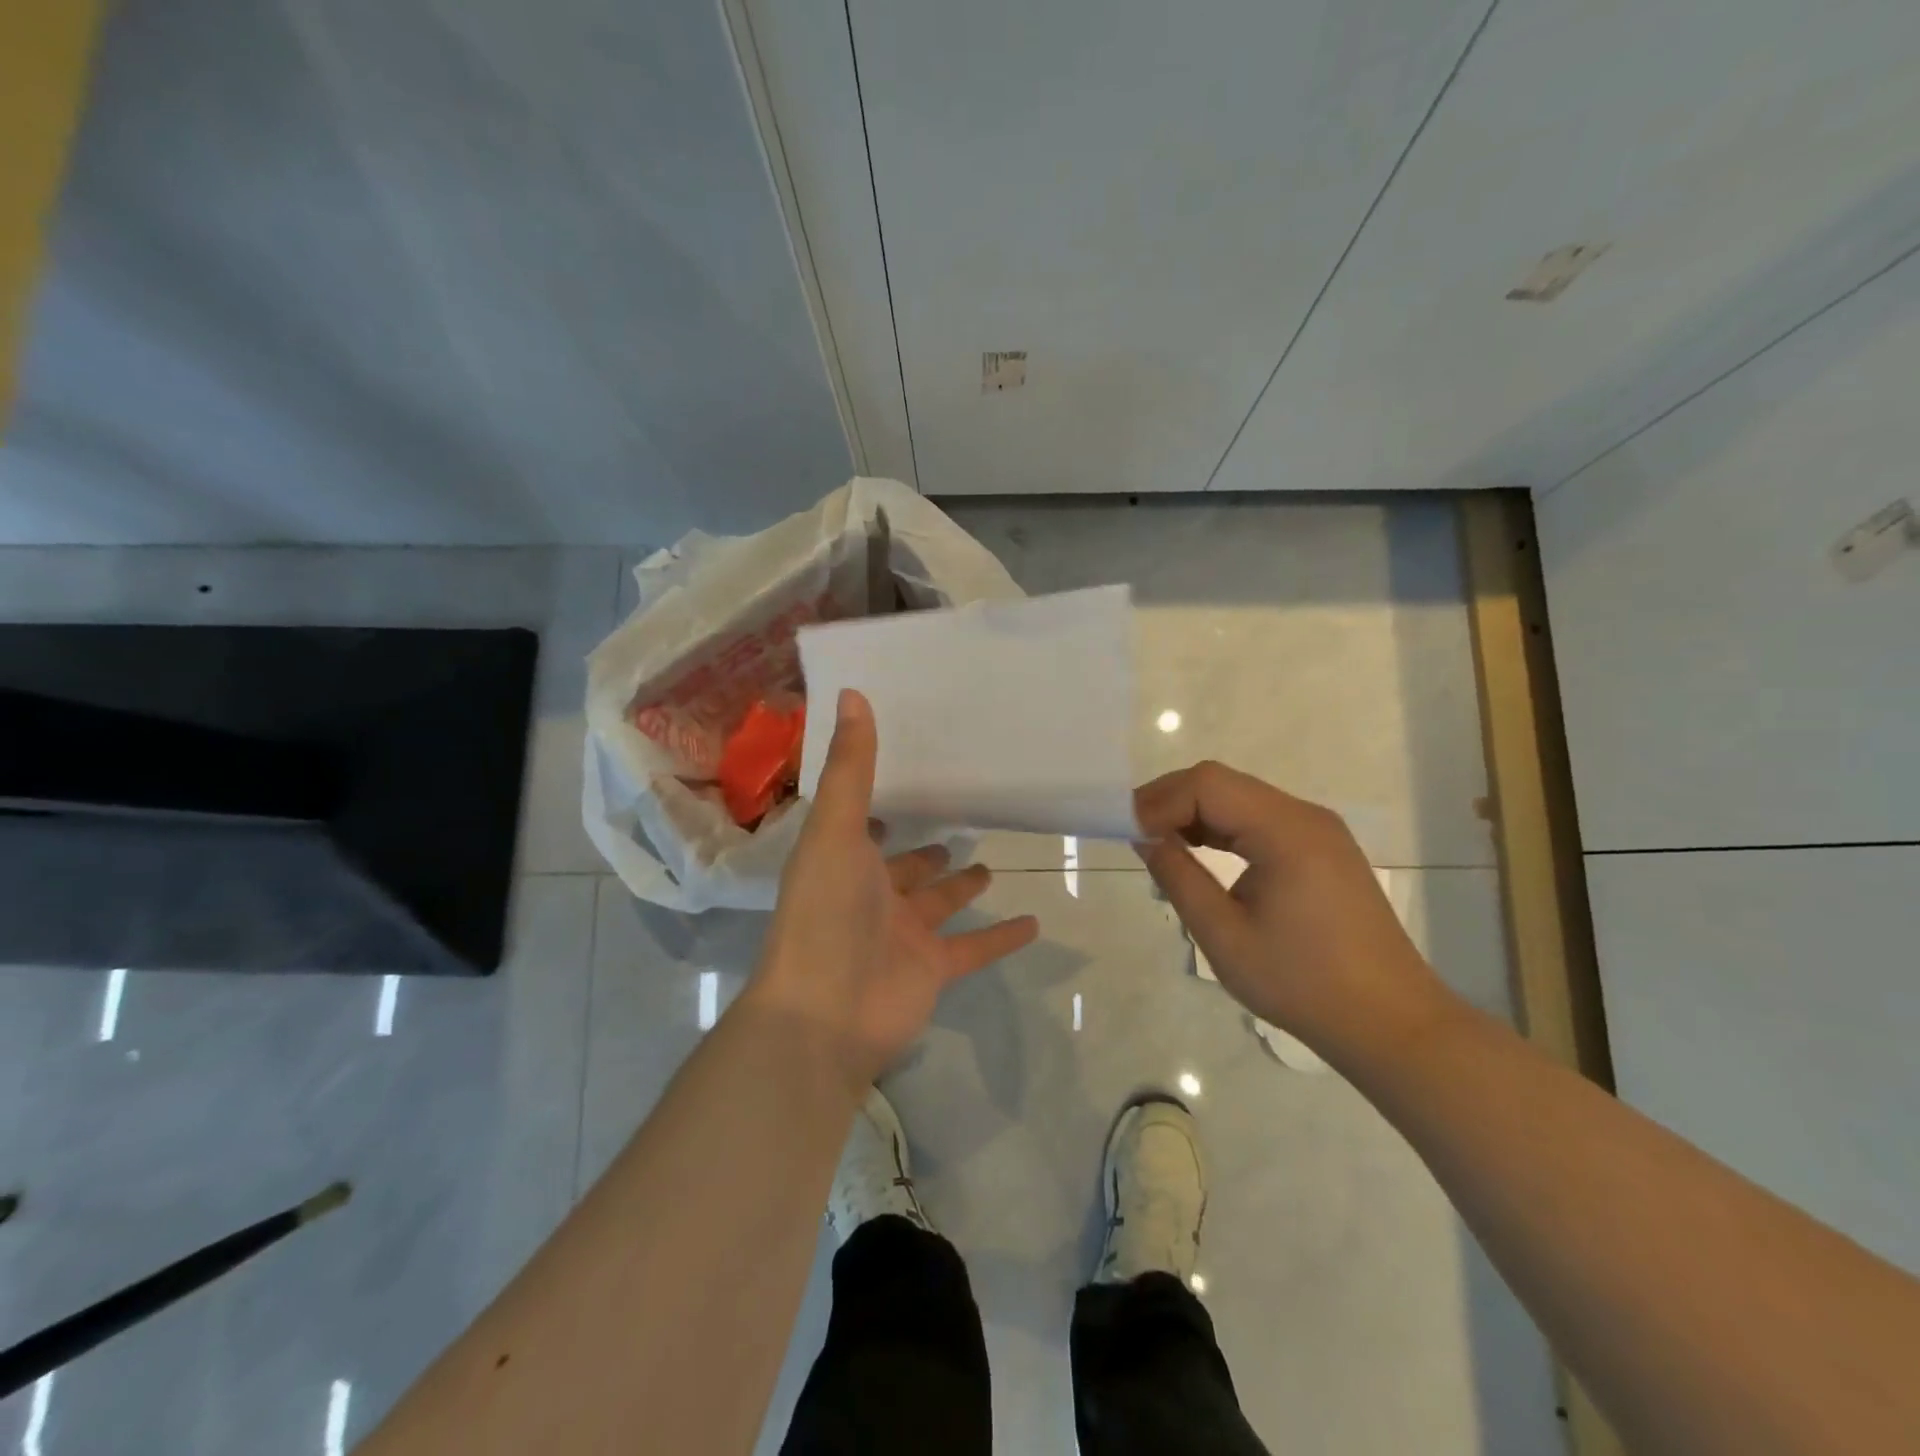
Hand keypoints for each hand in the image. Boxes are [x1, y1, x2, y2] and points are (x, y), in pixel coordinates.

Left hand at [747, 689, 1039, 1091]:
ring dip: (962, 885)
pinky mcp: (932, 969)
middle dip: (927, 849)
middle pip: (905, 866)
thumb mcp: (836, 829)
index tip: (908, 773)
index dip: (877, 803)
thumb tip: (854, 693)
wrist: (825, 1015)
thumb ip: (852, 766)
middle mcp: (872, 895)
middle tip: (959, 818)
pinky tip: (1035, 920)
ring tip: (990, 861)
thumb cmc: (825, 912)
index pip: (862, 823)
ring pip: (940, 904)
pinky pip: (974, 947)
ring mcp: (903, 935)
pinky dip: (1001, 937)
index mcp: (844, 860)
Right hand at [1134, 761, 1449, 1054]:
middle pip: (1223, 784)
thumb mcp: (1223, 936)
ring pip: (1240, 799)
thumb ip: (1178, 877)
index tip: (1127, 833)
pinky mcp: (1322, 850)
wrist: (1390, 1024)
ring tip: (1158, 844)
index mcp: (1286, 831)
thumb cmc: (1301, 984)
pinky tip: (1199, 853)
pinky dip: (1223, 829)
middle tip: (1133, 835)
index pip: (1207, 785)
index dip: (1159, 800)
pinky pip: (1261, 821)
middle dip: (1171, 802)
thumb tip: (1145, 838)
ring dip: (1195, 814)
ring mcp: (1318, 831)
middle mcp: (1305, 816)